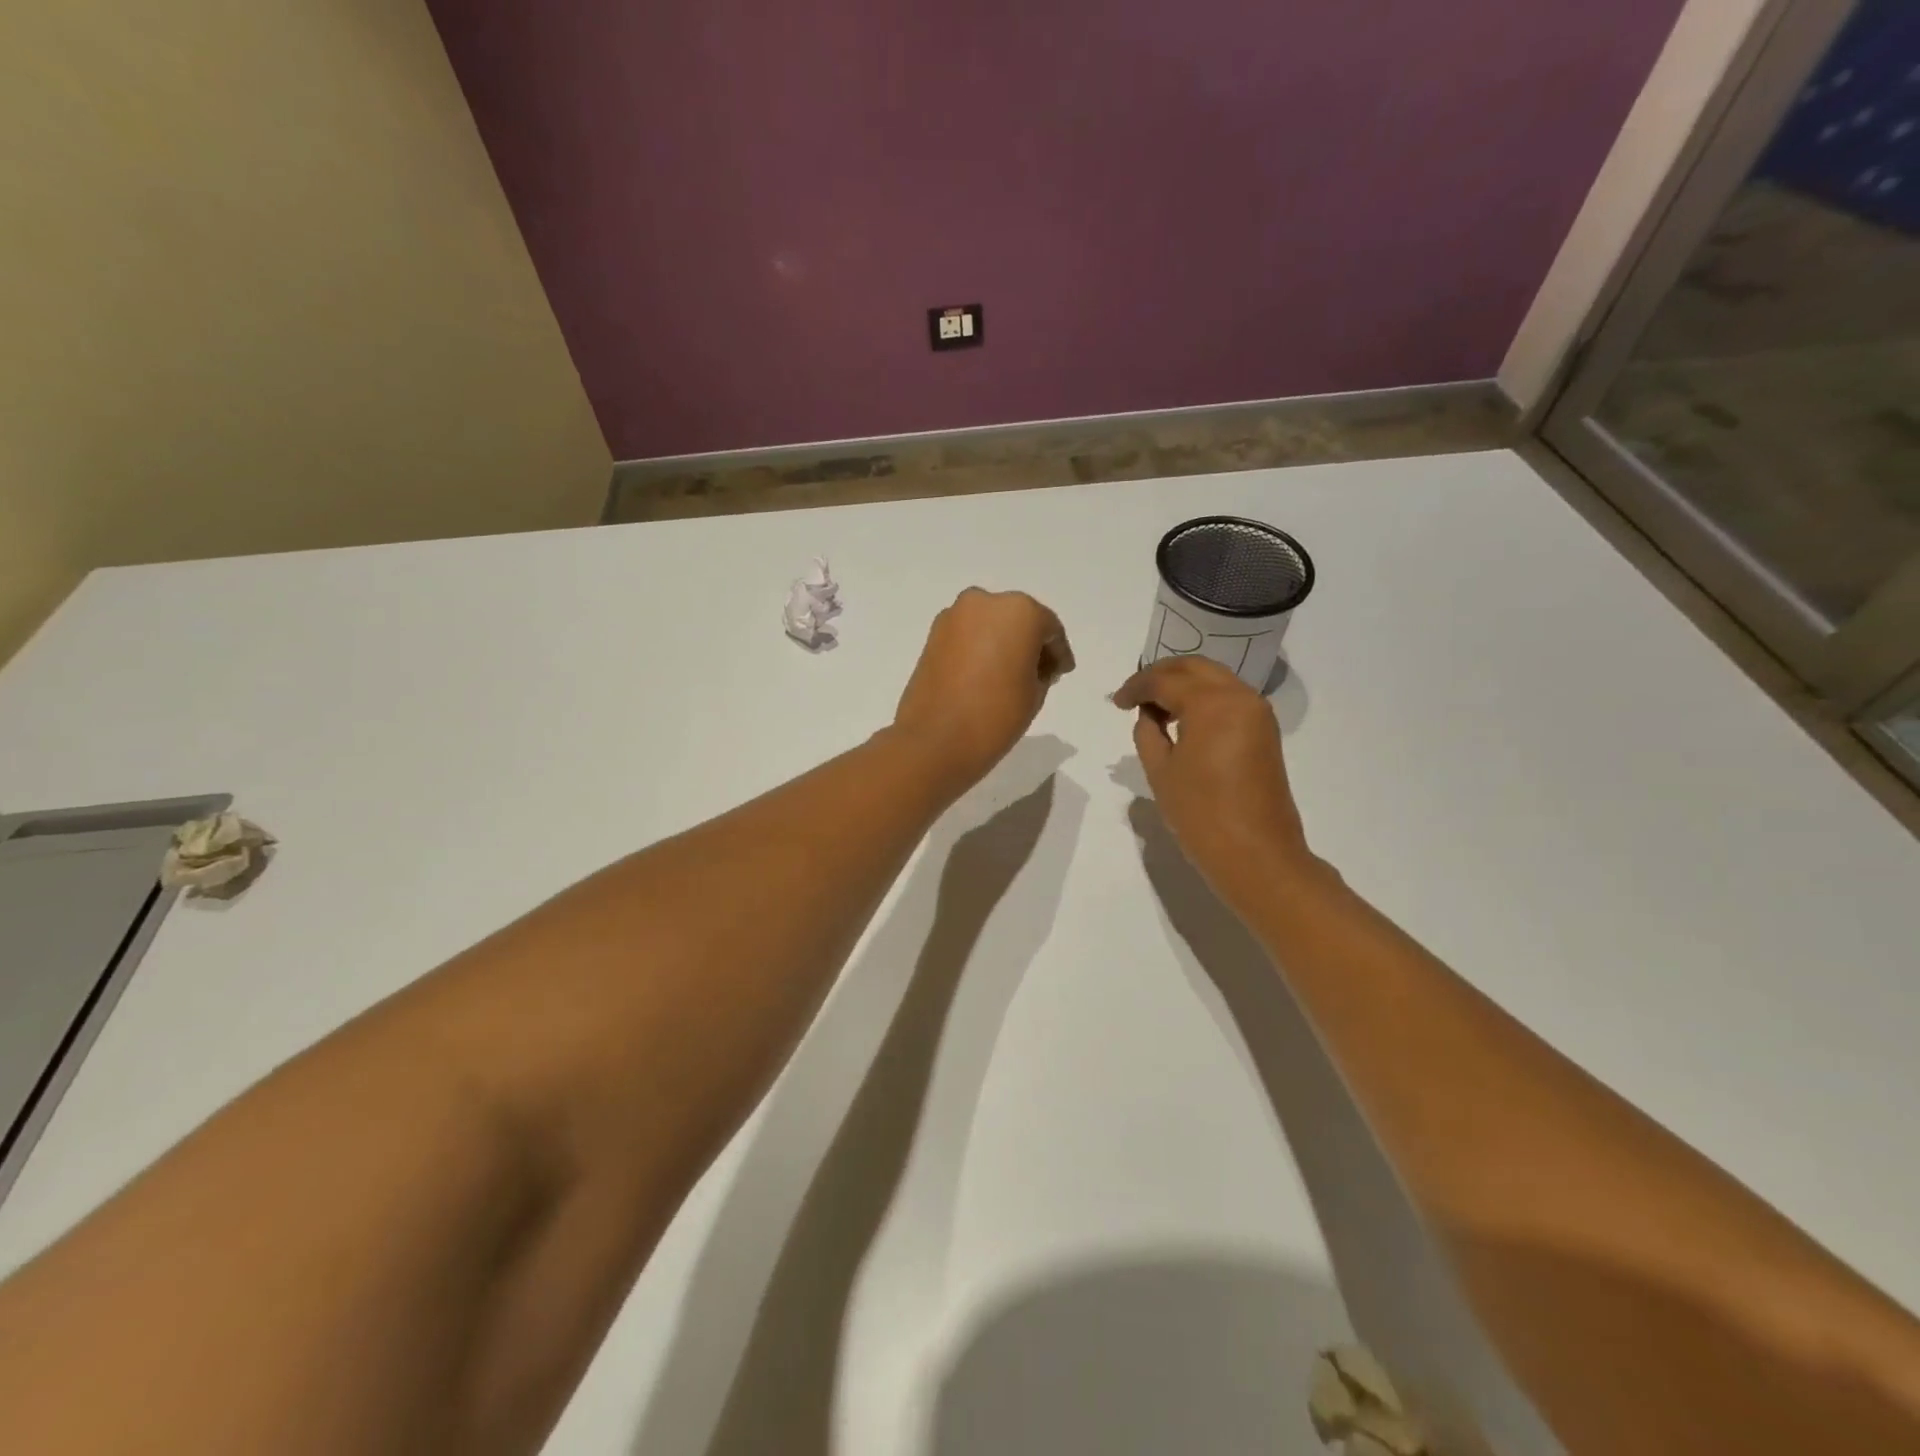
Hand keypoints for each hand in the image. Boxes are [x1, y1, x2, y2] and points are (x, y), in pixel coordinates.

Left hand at [895, 588, 1074, 794]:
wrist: (935, 740)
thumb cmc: (996, 715)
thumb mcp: (1035, 693)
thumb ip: (1041, 669)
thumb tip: (1031, 664)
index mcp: (1019, 611)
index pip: (1049, 628)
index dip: (1058, 653)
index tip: (1061, 672)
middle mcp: (984, 602)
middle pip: (1018, 620)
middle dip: (1029, 643)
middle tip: (1038, 673)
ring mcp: (954, 616)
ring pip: (990, 625)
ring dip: (1002, 644)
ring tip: (1009, 677)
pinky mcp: (932, 635)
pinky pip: (967, 636)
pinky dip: (979, 649)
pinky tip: (985, 675)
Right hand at [1113, 656, 1312, 899]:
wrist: (1256, 854)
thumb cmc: (1201, 814)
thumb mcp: (1160, 771)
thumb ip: (1148, 732)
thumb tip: (1149, 714)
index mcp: (1211, 703)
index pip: (1165, 680)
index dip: (1136, 687)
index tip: (1117, 703)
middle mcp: (1239, 696)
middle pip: (1194, 667)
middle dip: (1161, 675)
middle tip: (1135, 695)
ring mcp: (1257, 712)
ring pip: (1214, 679)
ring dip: (1184, 685)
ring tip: (1155, 709)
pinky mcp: (1265, 730)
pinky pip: (1229, 697)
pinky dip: (1203, 698)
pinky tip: (1183, 720)